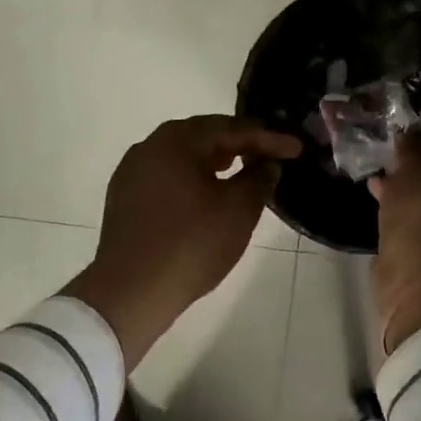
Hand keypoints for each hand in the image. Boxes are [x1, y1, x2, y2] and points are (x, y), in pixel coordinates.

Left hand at [67, 115, 301, 366]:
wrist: (130, 292)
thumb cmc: (191, 243)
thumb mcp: (238, 210)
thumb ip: (258, 179)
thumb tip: (266, 164)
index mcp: (176, 140)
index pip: (231, 129)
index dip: (267, 138)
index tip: (295, 149)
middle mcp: (149, 146)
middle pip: (203, 136)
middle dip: (238, 144)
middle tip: (268, 154)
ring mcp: (132, 171)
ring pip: (182, 156)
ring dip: (214, 160)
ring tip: (240, 170)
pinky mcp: (124, 197)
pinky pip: (166, 176)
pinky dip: (191, 178)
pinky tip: (206, 194)